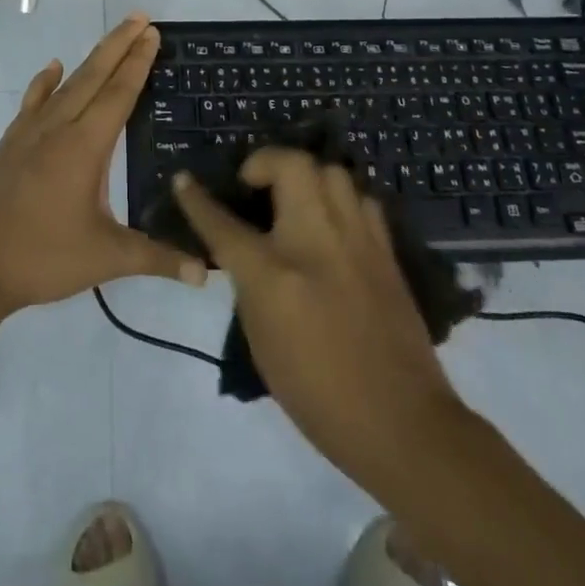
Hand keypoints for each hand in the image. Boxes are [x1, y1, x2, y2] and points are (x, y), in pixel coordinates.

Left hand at [0, 14, 206, 316]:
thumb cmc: (42, 258)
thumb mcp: (106, 259)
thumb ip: (156, 259)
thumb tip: (205, 272)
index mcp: (84, 147)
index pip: (118, 94)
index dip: (137, 63)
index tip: (151, 33)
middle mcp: (58, 128)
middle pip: (93, 76)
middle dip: (119, 45)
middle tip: (140, 18)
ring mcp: (29, 133)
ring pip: (66, 84)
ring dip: (90, 59)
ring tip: (111, 39)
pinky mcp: (9, 143)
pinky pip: (33, 102)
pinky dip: (44, 82)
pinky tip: (52, 68)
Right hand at [172, 148, 466, 502]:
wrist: (401, 423)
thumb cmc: (318, 395)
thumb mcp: (262, 342)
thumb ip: (250, 286)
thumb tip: (248, 254)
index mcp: (274, 274)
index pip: (222, 223)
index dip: (196, 199)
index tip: (183, 180)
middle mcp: (315, 241)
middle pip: (290, 165)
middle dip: (264, 162)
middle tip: (255, 184)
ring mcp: (356, 239)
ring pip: (330, 170)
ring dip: (306, 176)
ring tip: (297, 199)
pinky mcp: (385, 249)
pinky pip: (360, 199)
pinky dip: (340, 200)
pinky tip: (334, 223)